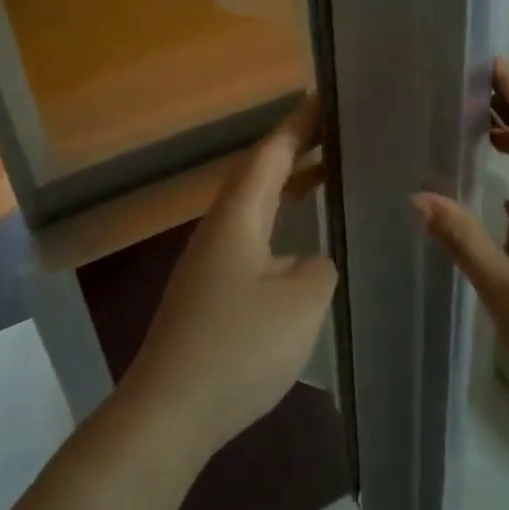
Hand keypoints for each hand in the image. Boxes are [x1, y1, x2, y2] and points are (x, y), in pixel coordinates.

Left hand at [121, 95, 337, 458]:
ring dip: (289, 184)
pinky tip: (301, 243)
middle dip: (297, 147)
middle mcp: (221, 226)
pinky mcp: (212, 290)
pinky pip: (253, 234)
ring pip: (256, 204)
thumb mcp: (301, 301)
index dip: (300, 123)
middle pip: (260, 172)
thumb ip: (320, 267)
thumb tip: (314, 259)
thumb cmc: (238, 347)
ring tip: (329, 172)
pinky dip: (281, 220)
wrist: (170, 412)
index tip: (327, 96)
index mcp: (238, 214)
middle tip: (338, 130)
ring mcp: (212, 259)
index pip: (272, 152)